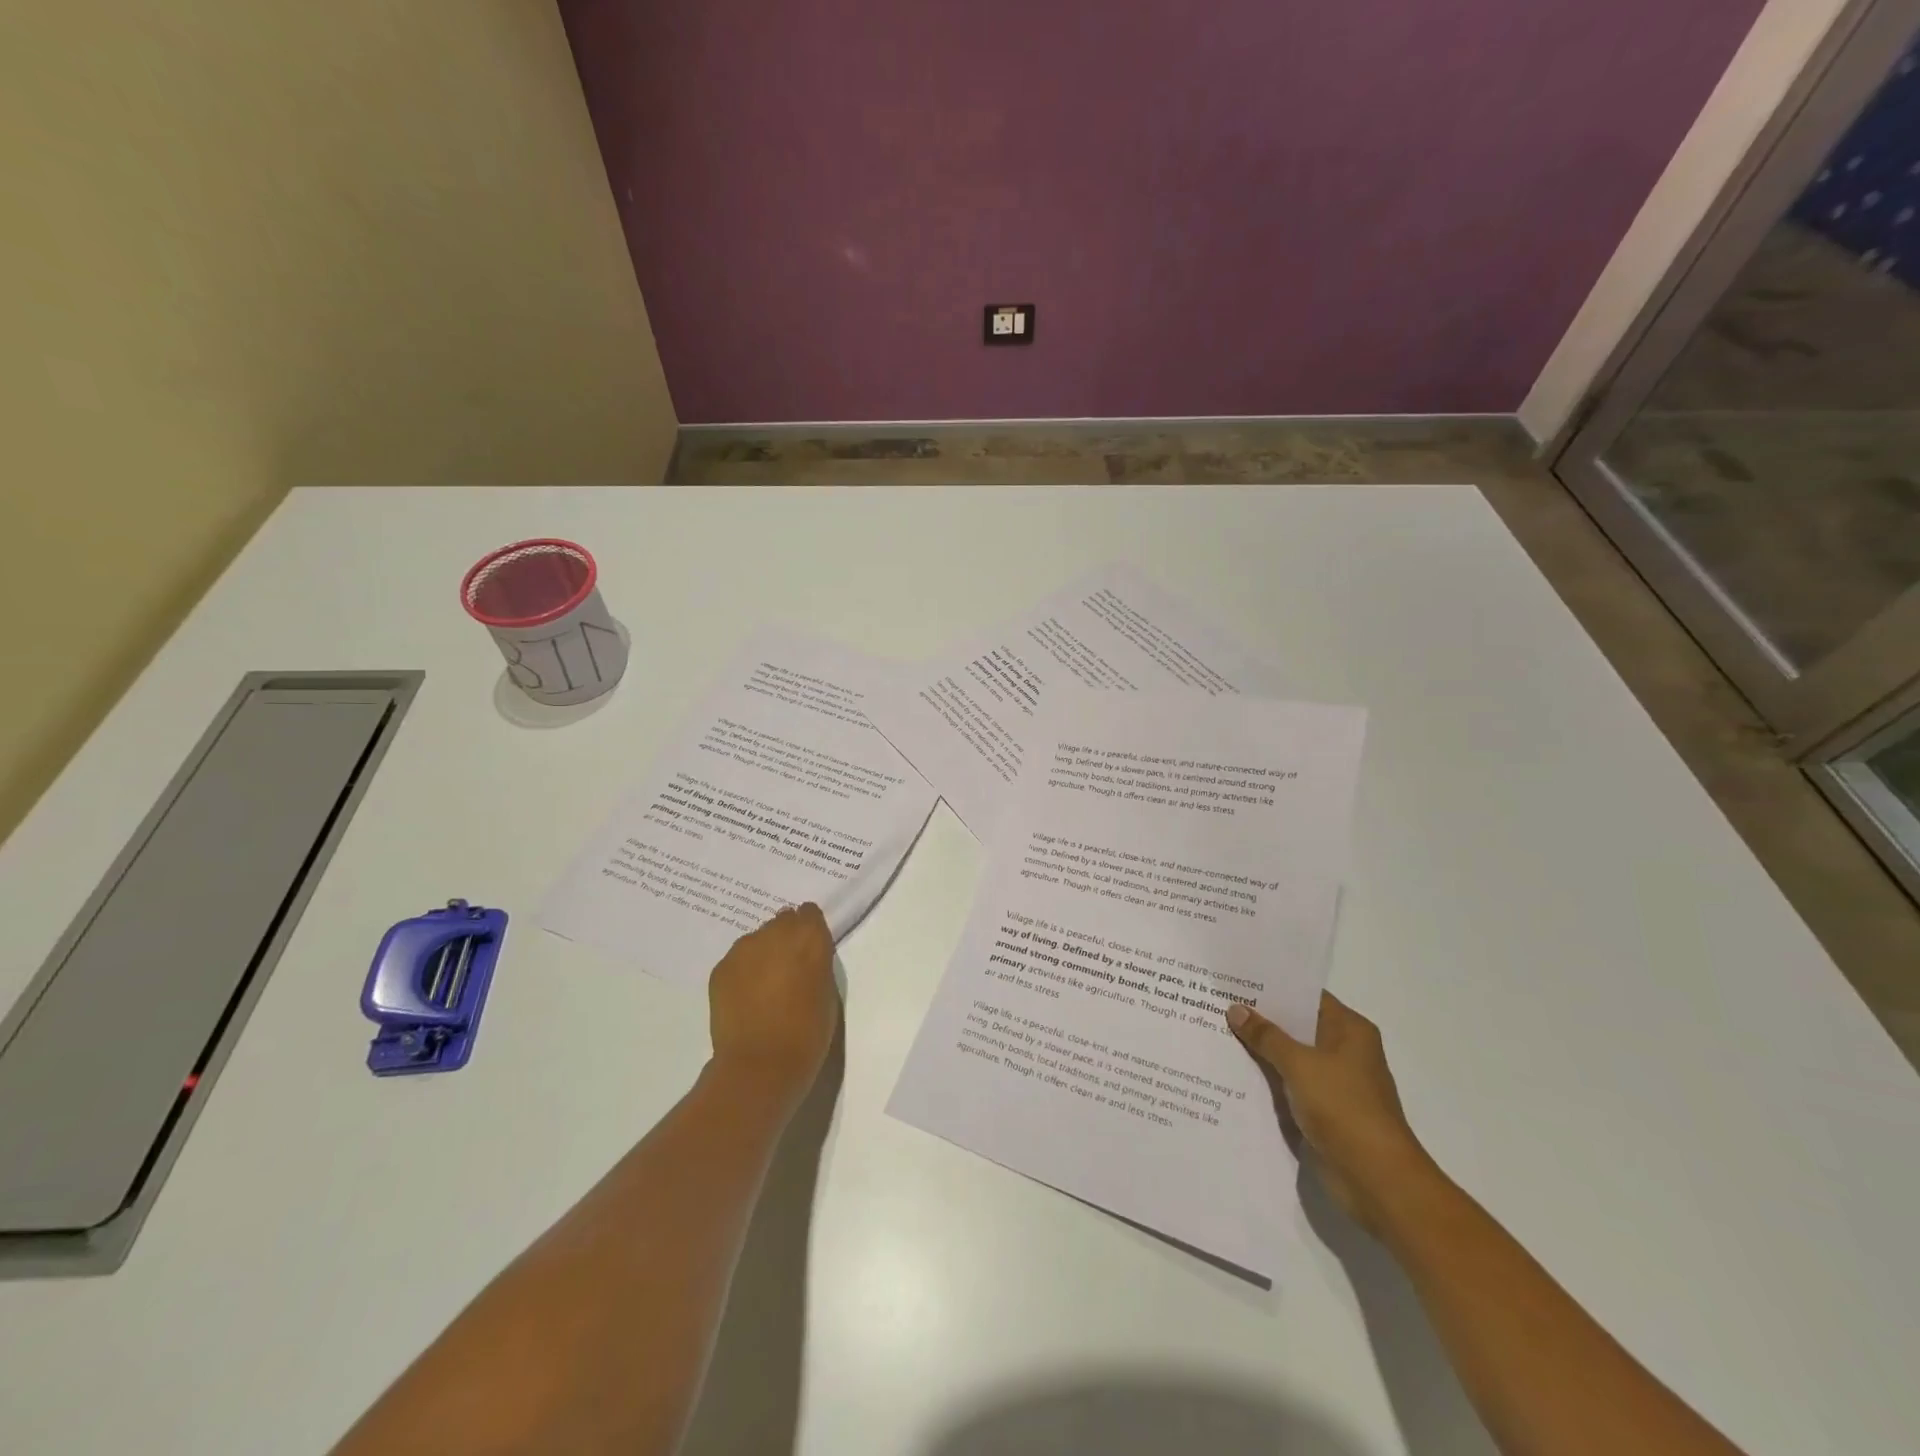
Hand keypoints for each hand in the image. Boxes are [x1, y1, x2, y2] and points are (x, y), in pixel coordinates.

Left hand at [708, 904, 839, 1109]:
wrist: (761, 1065)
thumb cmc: (808, 1033)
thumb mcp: (827, 991)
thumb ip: (817, 963)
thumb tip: (802, 956)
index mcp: (809, 937)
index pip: (809, 913)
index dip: (809, 930)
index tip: (810, 950)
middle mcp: (775, 933)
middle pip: (782, 921)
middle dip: (786, 939)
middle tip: (788, 970)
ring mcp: (744, 949)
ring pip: (757, 939)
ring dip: (763, 953)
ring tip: (764, 986)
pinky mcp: (721, 968)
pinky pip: (738, 959)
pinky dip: (743, 971)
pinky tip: (746, 998)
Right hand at [1227, 993, 1432, 1232]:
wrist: (1376, 1179)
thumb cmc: (1344, 1108)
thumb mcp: (1300, 1064)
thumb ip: (1266, 1036)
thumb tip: (1236, 1009)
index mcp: (1349, 1030)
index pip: (1307, 996)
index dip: (1273, 987)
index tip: (1237, 978)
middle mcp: (1344, 1051)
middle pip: (1296, 1026)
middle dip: (1260, 1018)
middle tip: (1216, 1001)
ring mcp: (1334, 1082)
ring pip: (1290, 1056)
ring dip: (1260, 1050)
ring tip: (1215, 1031)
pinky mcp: (1323, 1110)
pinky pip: (1288, 1084)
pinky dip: (1266, 1079)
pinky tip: (1231, 1071)